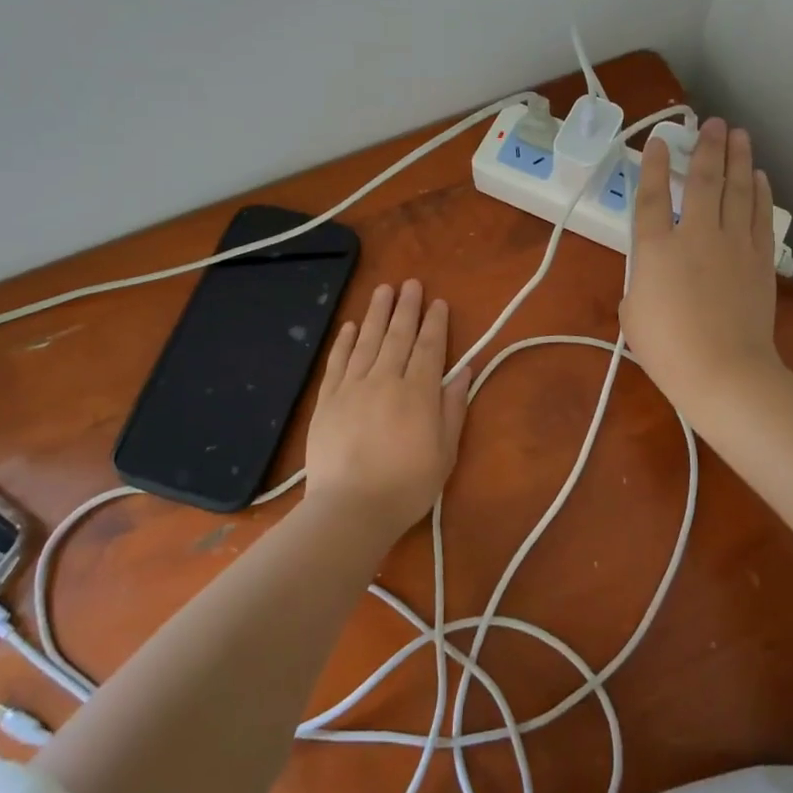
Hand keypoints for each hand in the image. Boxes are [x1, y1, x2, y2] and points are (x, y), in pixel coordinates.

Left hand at [304, 279, 470, 540]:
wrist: (350, 509)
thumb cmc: (407, 486)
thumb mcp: (445, 453)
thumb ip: (453, 408)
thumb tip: (465, 371)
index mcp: (418, 393)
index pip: (430, 348)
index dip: (435, 323)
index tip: (438, 302)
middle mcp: (385, 380)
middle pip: (398, 336)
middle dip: (407, 308)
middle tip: (411, 283)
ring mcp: (352, 388)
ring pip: (366, 341)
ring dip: (376, 313)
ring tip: (383, 290)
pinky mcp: (327, 400)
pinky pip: (337, 362)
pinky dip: (344, 342)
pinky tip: (350, 326)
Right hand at [621, 117, 784, 416]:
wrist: (724, 371)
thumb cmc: (668, 350)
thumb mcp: (633, 314)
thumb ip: (639, 283)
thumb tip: (653, 274)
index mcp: (656, 249)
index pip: (653, 196)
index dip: (655, 166)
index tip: (660, 142)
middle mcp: (696, 235)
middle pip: (703, 181)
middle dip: (707, 147)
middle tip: (712, 122)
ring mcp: (733, 245)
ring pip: (737, 190)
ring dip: (738, 159)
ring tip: (738, 134)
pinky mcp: (759, 260)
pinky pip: (760, 216)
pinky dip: (760, 193)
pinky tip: (759, 177)